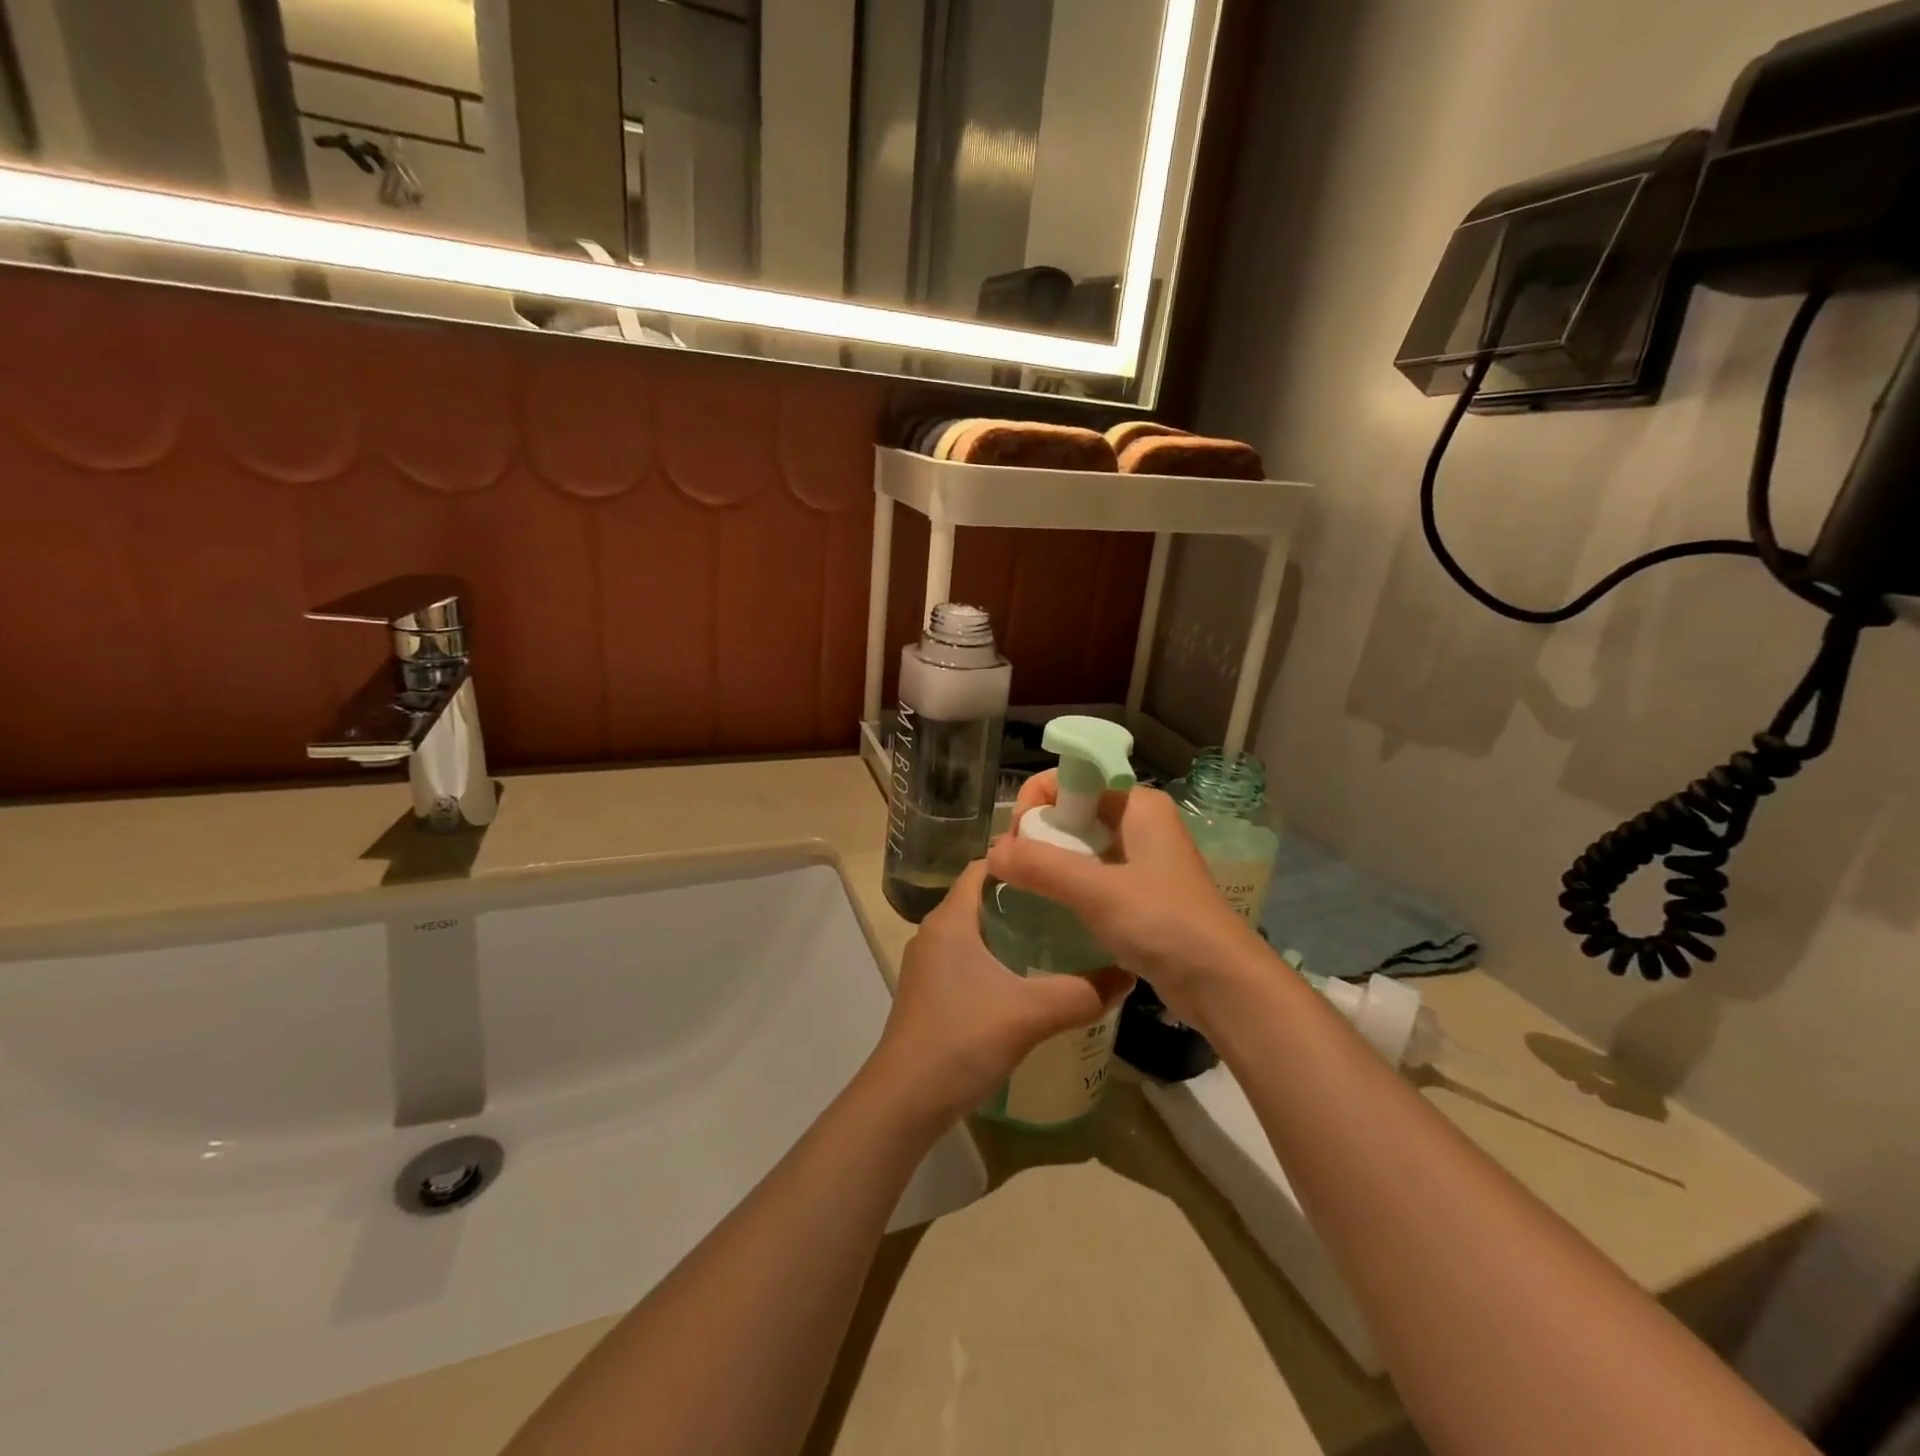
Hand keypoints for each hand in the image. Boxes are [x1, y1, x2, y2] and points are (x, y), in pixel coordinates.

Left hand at [871, 860, 1133, 1124]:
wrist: (904, 1101)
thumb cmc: (961, 1040)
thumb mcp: (1029, 1014)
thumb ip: (1081, 994)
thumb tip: (1127, 975)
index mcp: (950, 919)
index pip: (985, 866)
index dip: (1021, 858)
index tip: (1063, 862)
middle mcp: (935, 932)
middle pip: (982, 896)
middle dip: (1025, 894)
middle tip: (1071, 900)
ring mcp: (929, 964)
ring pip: (976, 929)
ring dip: (1012, 927)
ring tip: (1059, 935)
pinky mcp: (931, 991)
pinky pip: (969, 956)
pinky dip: (998, 956)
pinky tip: (1029, 978)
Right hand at [984, 773, 1268, 1028]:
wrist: (1221, 983)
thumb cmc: (1163, 923)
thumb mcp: (1097, 891)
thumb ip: (1041, 866)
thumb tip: (992, 853)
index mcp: (1137, 803)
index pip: (1073, 778)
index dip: (1038, 800)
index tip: (1017, 840)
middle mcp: (1140, 821)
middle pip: (1073, 809)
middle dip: (1039, 833)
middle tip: (1015, 870)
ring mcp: (1141, 857)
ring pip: (1080, 843)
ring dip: (1050, 860)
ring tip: (1025, 887)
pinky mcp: (1140, 890)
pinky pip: (1091, 872)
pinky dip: (1068, 883)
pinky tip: (1050, 906)